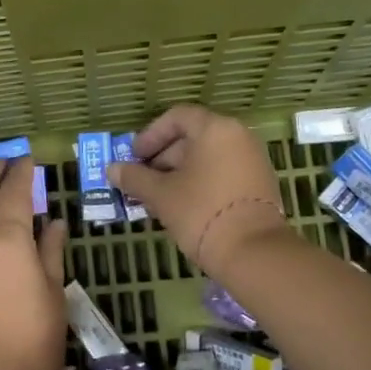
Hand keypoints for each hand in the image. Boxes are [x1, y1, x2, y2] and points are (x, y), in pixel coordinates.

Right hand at [107, 105, 290, 277]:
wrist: (253, 252)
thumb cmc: (201, 212)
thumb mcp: (160, 194)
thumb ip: (134, 177)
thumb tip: (111, 169)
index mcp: (215, 129)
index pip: (176, 117)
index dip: (150, 135)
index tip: (134, 157)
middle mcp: (238, 137)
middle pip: (192, 137)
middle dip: (162, 158)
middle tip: (141, 181)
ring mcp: (252, 161)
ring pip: (207, 158)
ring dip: (178, 173)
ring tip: (157, 198)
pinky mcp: (258, 185)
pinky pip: (222, 173)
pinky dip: (200, 183)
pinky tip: (181, 207)